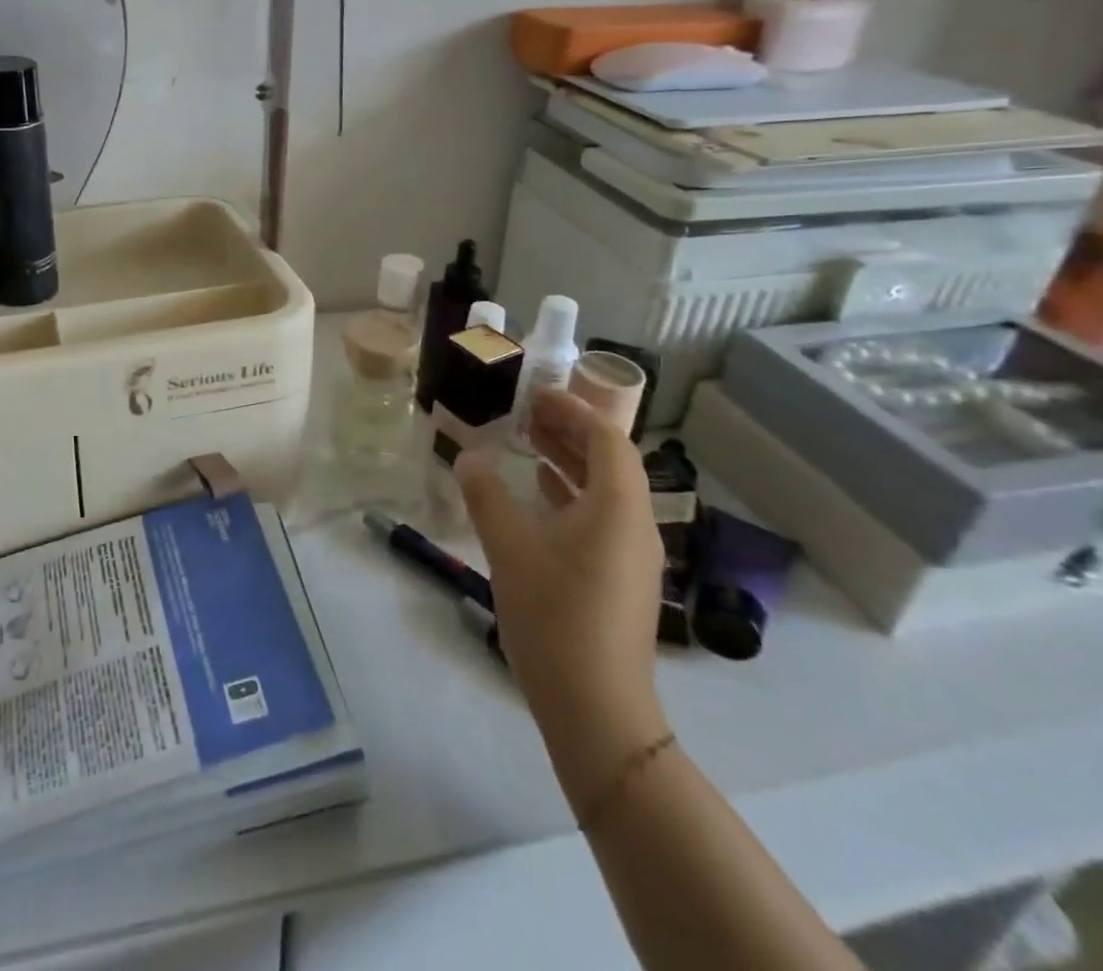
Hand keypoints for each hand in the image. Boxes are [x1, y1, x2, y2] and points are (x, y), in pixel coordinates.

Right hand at [455, 391, 666, 781]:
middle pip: (609, 461)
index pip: (606, 438)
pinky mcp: (619, 578)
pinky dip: (571, 493)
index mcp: (617, 508)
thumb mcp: (509, 548)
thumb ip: (486, 495)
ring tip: (526, 442)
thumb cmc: (554, 616)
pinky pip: (601, 516)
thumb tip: (468, 456)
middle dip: (570, 431)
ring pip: (605, 490)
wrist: (596, 708)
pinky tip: (540, 493)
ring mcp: (631, 555)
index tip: (536, 395)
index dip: (573, 411)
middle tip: (525, 412)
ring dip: (569, 461)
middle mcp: (635, 524)